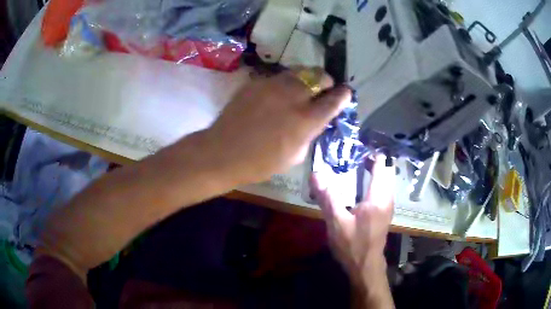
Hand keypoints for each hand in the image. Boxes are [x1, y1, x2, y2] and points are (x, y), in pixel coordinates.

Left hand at [207, 68, 350, 183]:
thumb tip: (314, 120)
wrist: (222, 152)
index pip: (334, 99)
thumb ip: (309, 133)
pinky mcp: (256, 82)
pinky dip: (285, 83)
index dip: (343, 95)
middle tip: (323, 90)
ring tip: (301, 89)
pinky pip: (278, 77)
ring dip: (306, 78)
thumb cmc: (260, 163)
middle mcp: (293, 96)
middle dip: (326, 81)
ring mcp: (273, 85)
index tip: (345, 93)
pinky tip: (278, 94)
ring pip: (299, 71)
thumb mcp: (294, 156)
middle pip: (319, 76)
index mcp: (306, 119)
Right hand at [310, 155, 395, 278]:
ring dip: (371, 169)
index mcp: (378, 197)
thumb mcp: (337, 223)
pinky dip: (372, 180)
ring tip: (351, 164)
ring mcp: (387, 205)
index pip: (381, 165)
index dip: (371, 152)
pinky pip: (381, 188)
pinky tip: (357, 184)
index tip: (355, 145)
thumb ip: (328, 197)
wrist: (365, 266)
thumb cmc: (353, 245)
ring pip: (384, 178)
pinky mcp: (384, 211)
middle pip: (384, 169)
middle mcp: (387, 197)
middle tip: (349, 154)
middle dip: (370, 159)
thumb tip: (316, 174)